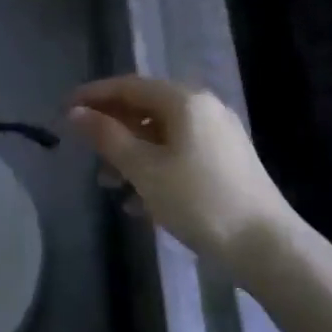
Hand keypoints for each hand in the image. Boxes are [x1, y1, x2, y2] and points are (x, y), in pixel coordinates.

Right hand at [69, 77, 292, 265]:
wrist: (267, 246)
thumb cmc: (199, 201)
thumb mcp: (145, 169)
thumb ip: (108, 137)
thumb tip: (75, 112)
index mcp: (184, 100)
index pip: (129, 85)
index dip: (94, 95)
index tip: (64, 110)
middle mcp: (204, 108)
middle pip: (146, 108)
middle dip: (113, 129)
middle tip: (85, 151)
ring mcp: (219, 134)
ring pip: (162, 134)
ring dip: (131, 154)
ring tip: (108, 184)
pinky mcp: (227, 161)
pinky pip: (180, 153)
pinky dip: (155, 168)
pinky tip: (139, 202)